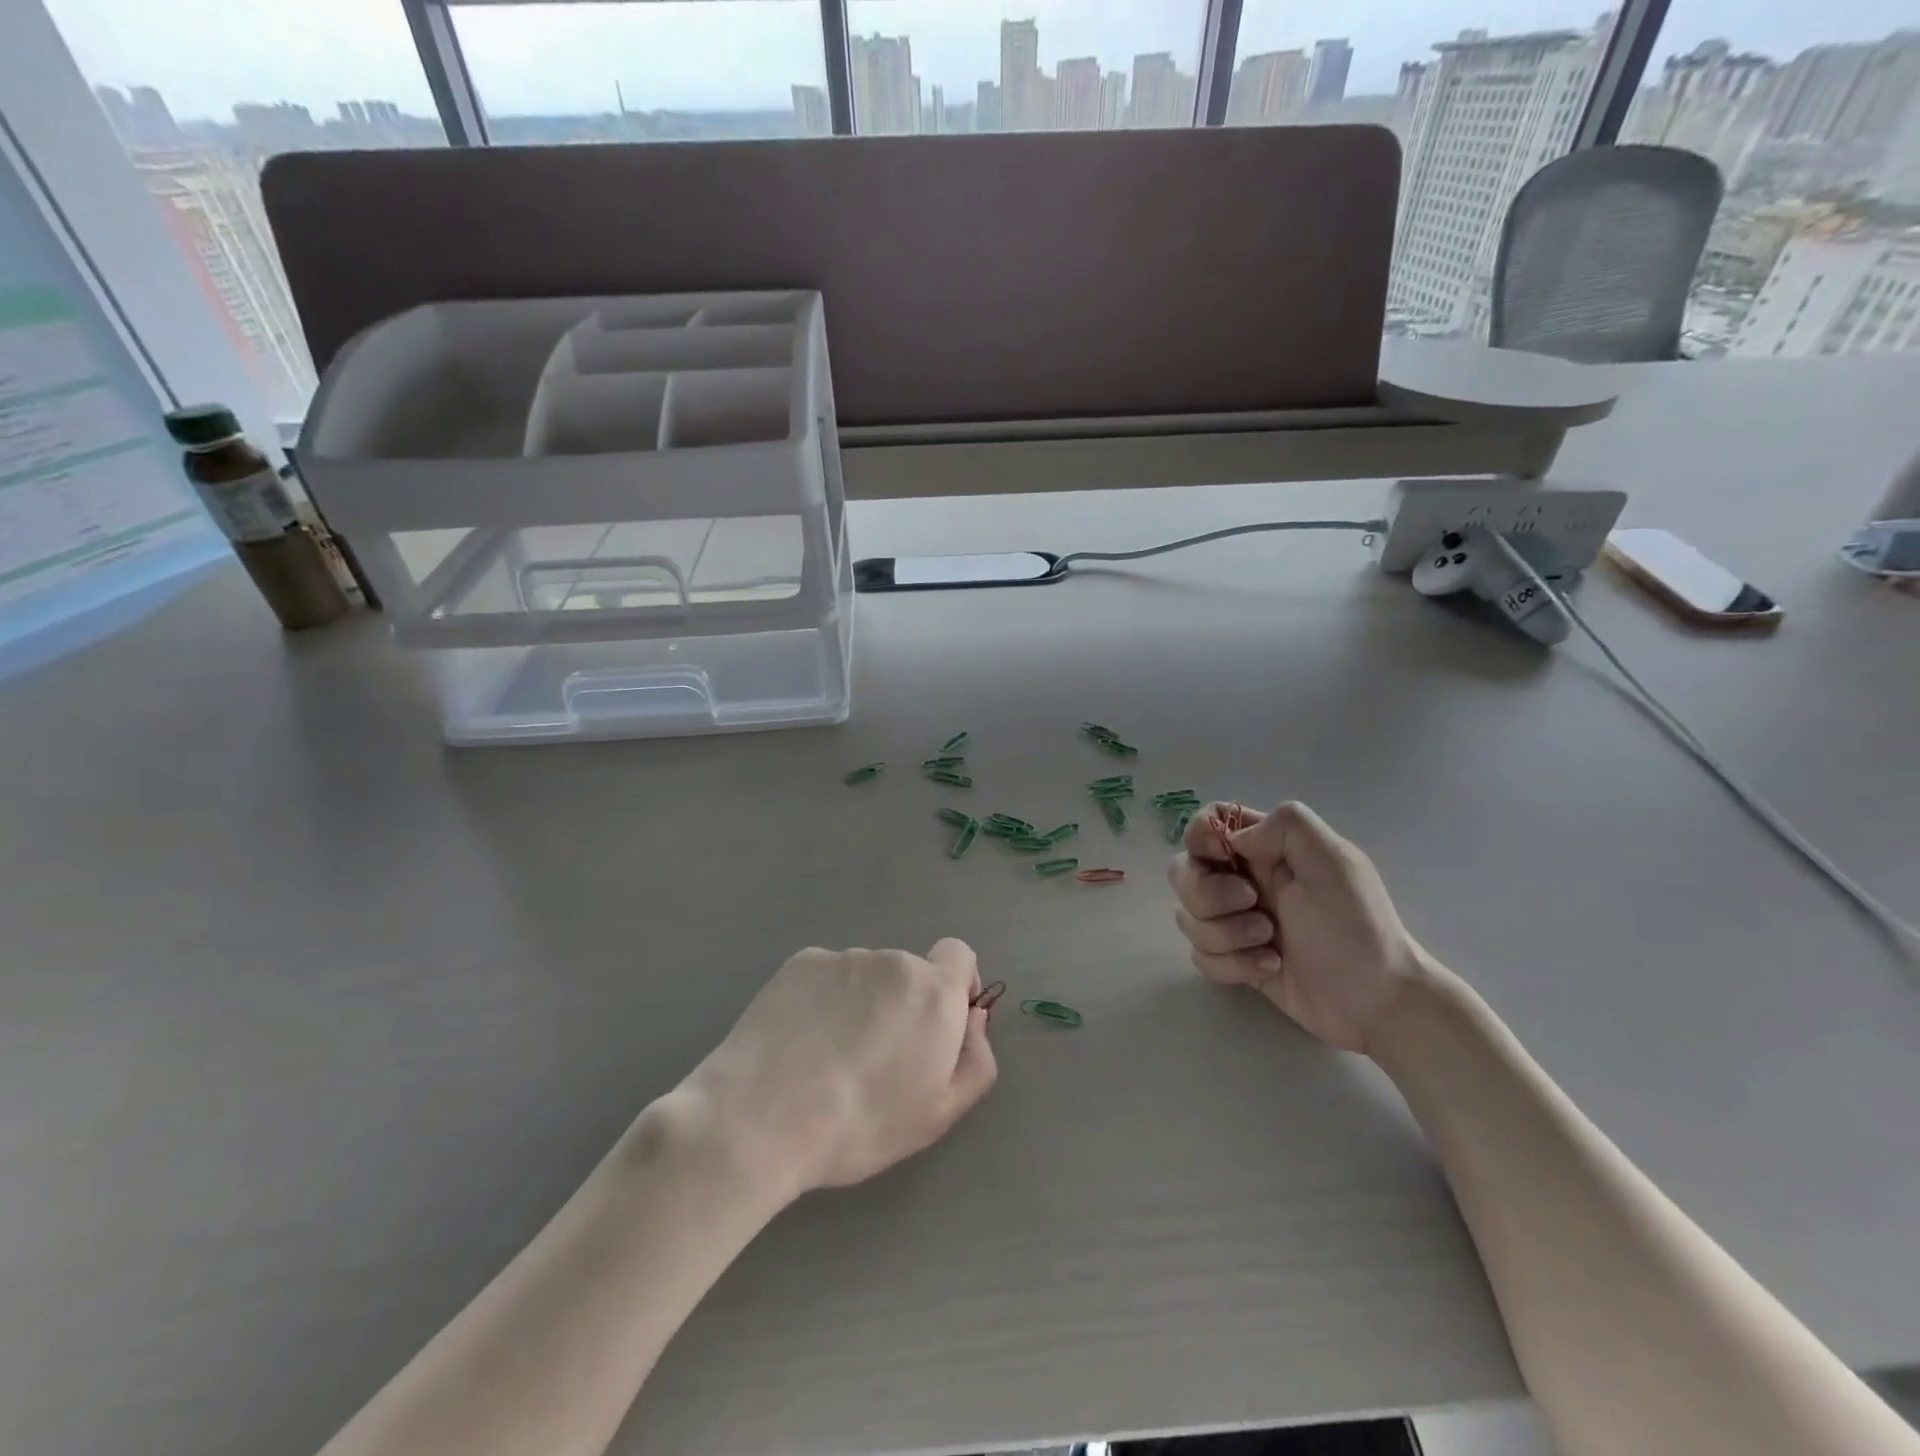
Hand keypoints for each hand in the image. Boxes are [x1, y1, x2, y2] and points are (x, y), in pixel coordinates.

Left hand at [685, 940, 997, 1196]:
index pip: (960, 955)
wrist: (761, 1117)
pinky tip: (799, 1040)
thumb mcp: (938, 1114)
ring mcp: (843, 958)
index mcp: (934, 993)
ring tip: (827, 1055)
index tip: (938, 1025)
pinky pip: (825, 977)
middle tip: (875, 1058)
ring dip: (860, 1003)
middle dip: (902, 1005)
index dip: (956, 985)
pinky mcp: (801, 963)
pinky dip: (822, 1000)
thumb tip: (974, 1020)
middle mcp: (894, 961)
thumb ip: (975, 1061)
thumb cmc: (861, 1124)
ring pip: (865, 977)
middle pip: (909, 973)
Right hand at [1168, 802, 1437, 1053]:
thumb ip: (1286, 827)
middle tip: (1253, 905)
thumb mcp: (1336, 861)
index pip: (1210, 821)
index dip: (1202, 836)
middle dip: (1208, 893)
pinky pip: (1200, 956)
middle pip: (1183, 870)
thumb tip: (1234, 840)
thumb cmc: (1358, 927)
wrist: (1377, 1001)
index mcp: (1267, 849)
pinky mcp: (1234, 960)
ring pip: (1187, 916)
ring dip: (1224, 933)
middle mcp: (1243, 879)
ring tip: (1269, 944)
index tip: (1224, 857)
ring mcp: (1235, 922)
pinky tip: (1269, 969)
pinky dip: (1231, 965)